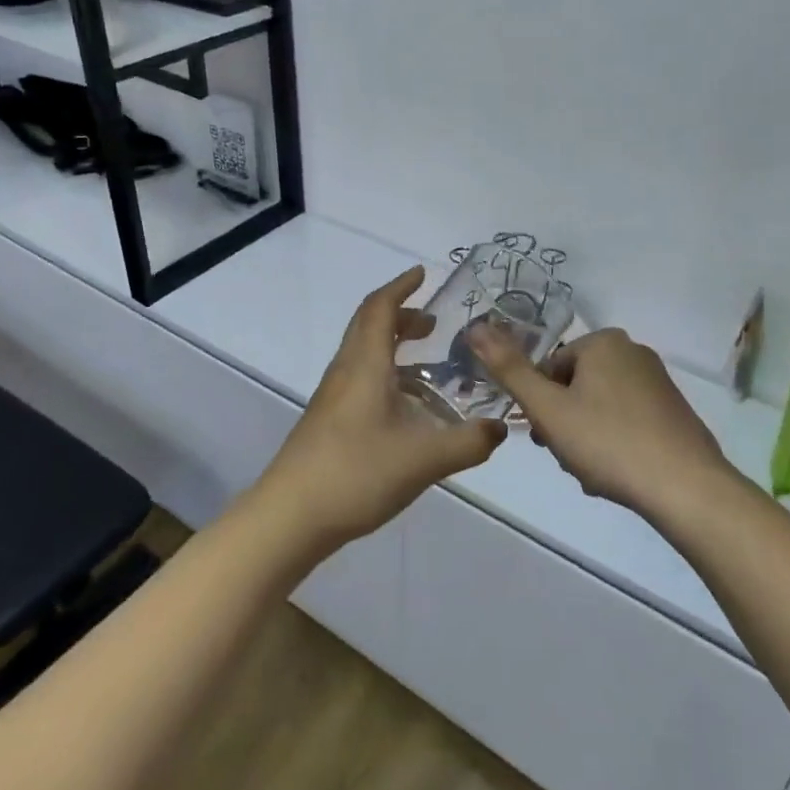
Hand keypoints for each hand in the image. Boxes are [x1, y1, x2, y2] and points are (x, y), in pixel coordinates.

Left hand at [250, 267, 506, 554]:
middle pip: (369, 326)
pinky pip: (360, 380)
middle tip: (434, 323)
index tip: (422, 273)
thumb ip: (468, 443)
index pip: (380, 308)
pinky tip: (408, 410)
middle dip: (401, 315)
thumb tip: (500, 429)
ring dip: (393, 347)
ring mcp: (332, 397)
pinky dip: (386, 376)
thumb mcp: (424, 459)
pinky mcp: (328, 421)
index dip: (401, 286)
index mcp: (365, 365)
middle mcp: (346, 372)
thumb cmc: (356, 473)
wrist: (290, 516)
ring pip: (363, 354)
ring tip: (429, 366)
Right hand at [469, 326, 732, 522]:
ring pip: (599, 407)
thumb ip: (509, 370)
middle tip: (569, 458)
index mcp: (603, 342)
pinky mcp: (674, 411)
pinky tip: (617, 474)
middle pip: (574, 387)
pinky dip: (615, 444)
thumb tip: (475, 328)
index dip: (540, 406)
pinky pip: (627, 421)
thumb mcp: (548, 409)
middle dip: (564, 423)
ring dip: (586, 438)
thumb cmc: (608, 442)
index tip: (544, 438)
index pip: (549, 369)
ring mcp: (658, 382)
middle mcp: (633, 351)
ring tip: (593, 472)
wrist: (686, 487)